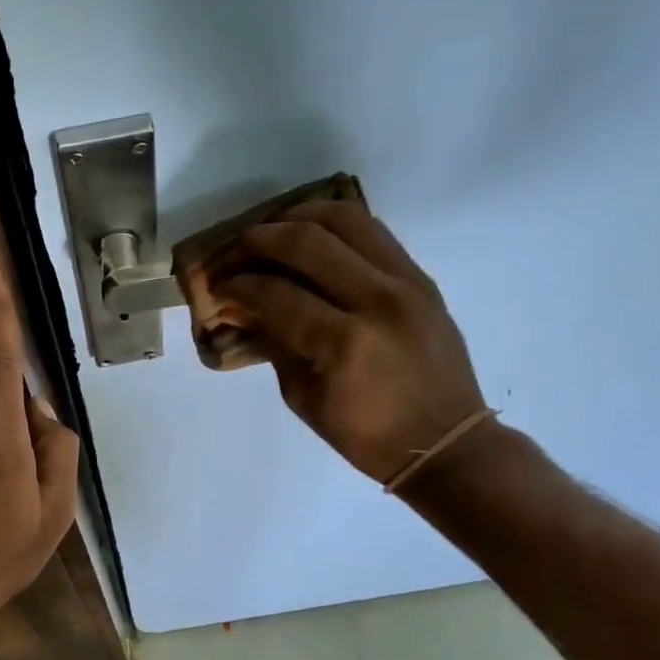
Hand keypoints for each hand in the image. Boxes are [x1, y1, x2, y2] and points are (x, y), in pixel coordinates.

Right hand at [210, 201, 490, 486]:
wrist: (445, 442)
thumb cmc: (366, 436)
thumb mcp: (303, 398)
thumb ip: (273, 344)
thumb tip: (243, 307)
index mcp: (343, 343)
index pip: (275, 293)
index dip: (236, 286)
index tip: (215, 288)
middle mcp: (377, 300)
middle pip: (306, 241)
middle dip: (256, 241)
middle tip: (231, 254)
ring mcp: (406, 282)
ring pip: (345, 219)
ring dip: (296, 217)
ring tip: (269, 233)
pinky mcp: (421, 277)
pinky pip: (372, 232)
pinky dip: (333, 227)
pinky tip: (309, 240)